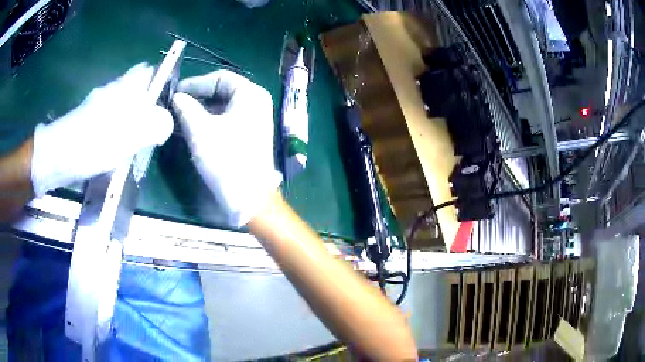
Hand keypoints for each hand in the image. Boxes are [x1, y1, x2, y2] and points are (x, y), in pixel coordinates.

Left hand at [30, 63, 173, 196]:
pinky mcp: (86, 120)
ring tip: (134, 142)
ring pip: (121, 105)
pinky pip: (108, 119)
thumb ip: (156, 125)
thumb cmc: (95, 142)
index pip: (149, 71)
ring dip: (130, 119)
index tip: (167, 102)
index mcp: (124, 87)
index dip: (161, 82)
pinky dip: (116, 129)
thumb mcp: (131, 135)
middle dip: (146, 105)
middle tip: (151, 128)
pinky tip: (114, 148)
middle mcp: (111, 90)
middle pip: (136, 88)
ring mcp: (97, 105)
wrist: (57, 156)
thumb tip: (166, 124)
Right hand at [171, 70, 280, 226]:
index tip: (175, 92)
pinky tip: (191, 129)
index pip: (220, 78)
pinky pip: (226, 121)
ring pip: (223, 107)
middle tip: (175, 105)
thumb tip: (176, 97)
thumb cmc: (225, 159)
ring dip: (200, 111)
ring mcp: (254, 120)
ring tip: (179, 118)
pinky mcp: (249, 135)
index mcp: (251, 94)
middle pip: (222, 91)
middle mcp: (256, 103)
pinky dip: (209, 122)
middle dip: (197, 98)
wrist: (248, 197)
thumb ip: (186, 108)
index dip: (196, 83)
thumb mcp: (200, 130)